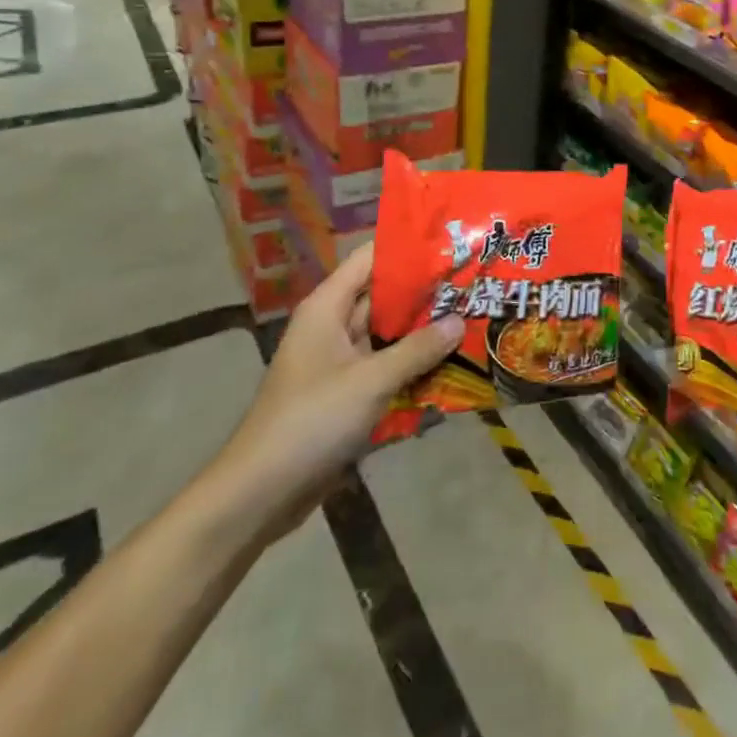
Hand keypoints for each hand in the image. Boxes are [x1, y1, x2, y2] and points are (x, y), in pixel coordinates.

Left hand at [206, 245, 462, 548]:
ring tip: (472, 319)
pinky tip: (450, 366)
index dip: (408, 249)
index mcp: (327, 307)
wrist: (261, 492)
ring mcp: (339, 362)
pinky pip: (385, 368)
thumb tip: (459, 321)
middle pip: (384, 296)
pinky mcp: (346, 393)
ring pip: (388, 335)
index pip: (370, 259)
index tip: (452, 243)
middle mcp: (332, 326)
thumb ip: (417, 349)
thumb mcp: (370, 381)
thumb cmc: (312, 420)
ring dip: (423, 332)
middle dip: (426, 293)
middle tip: (474, 284)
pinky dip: (412, 366)